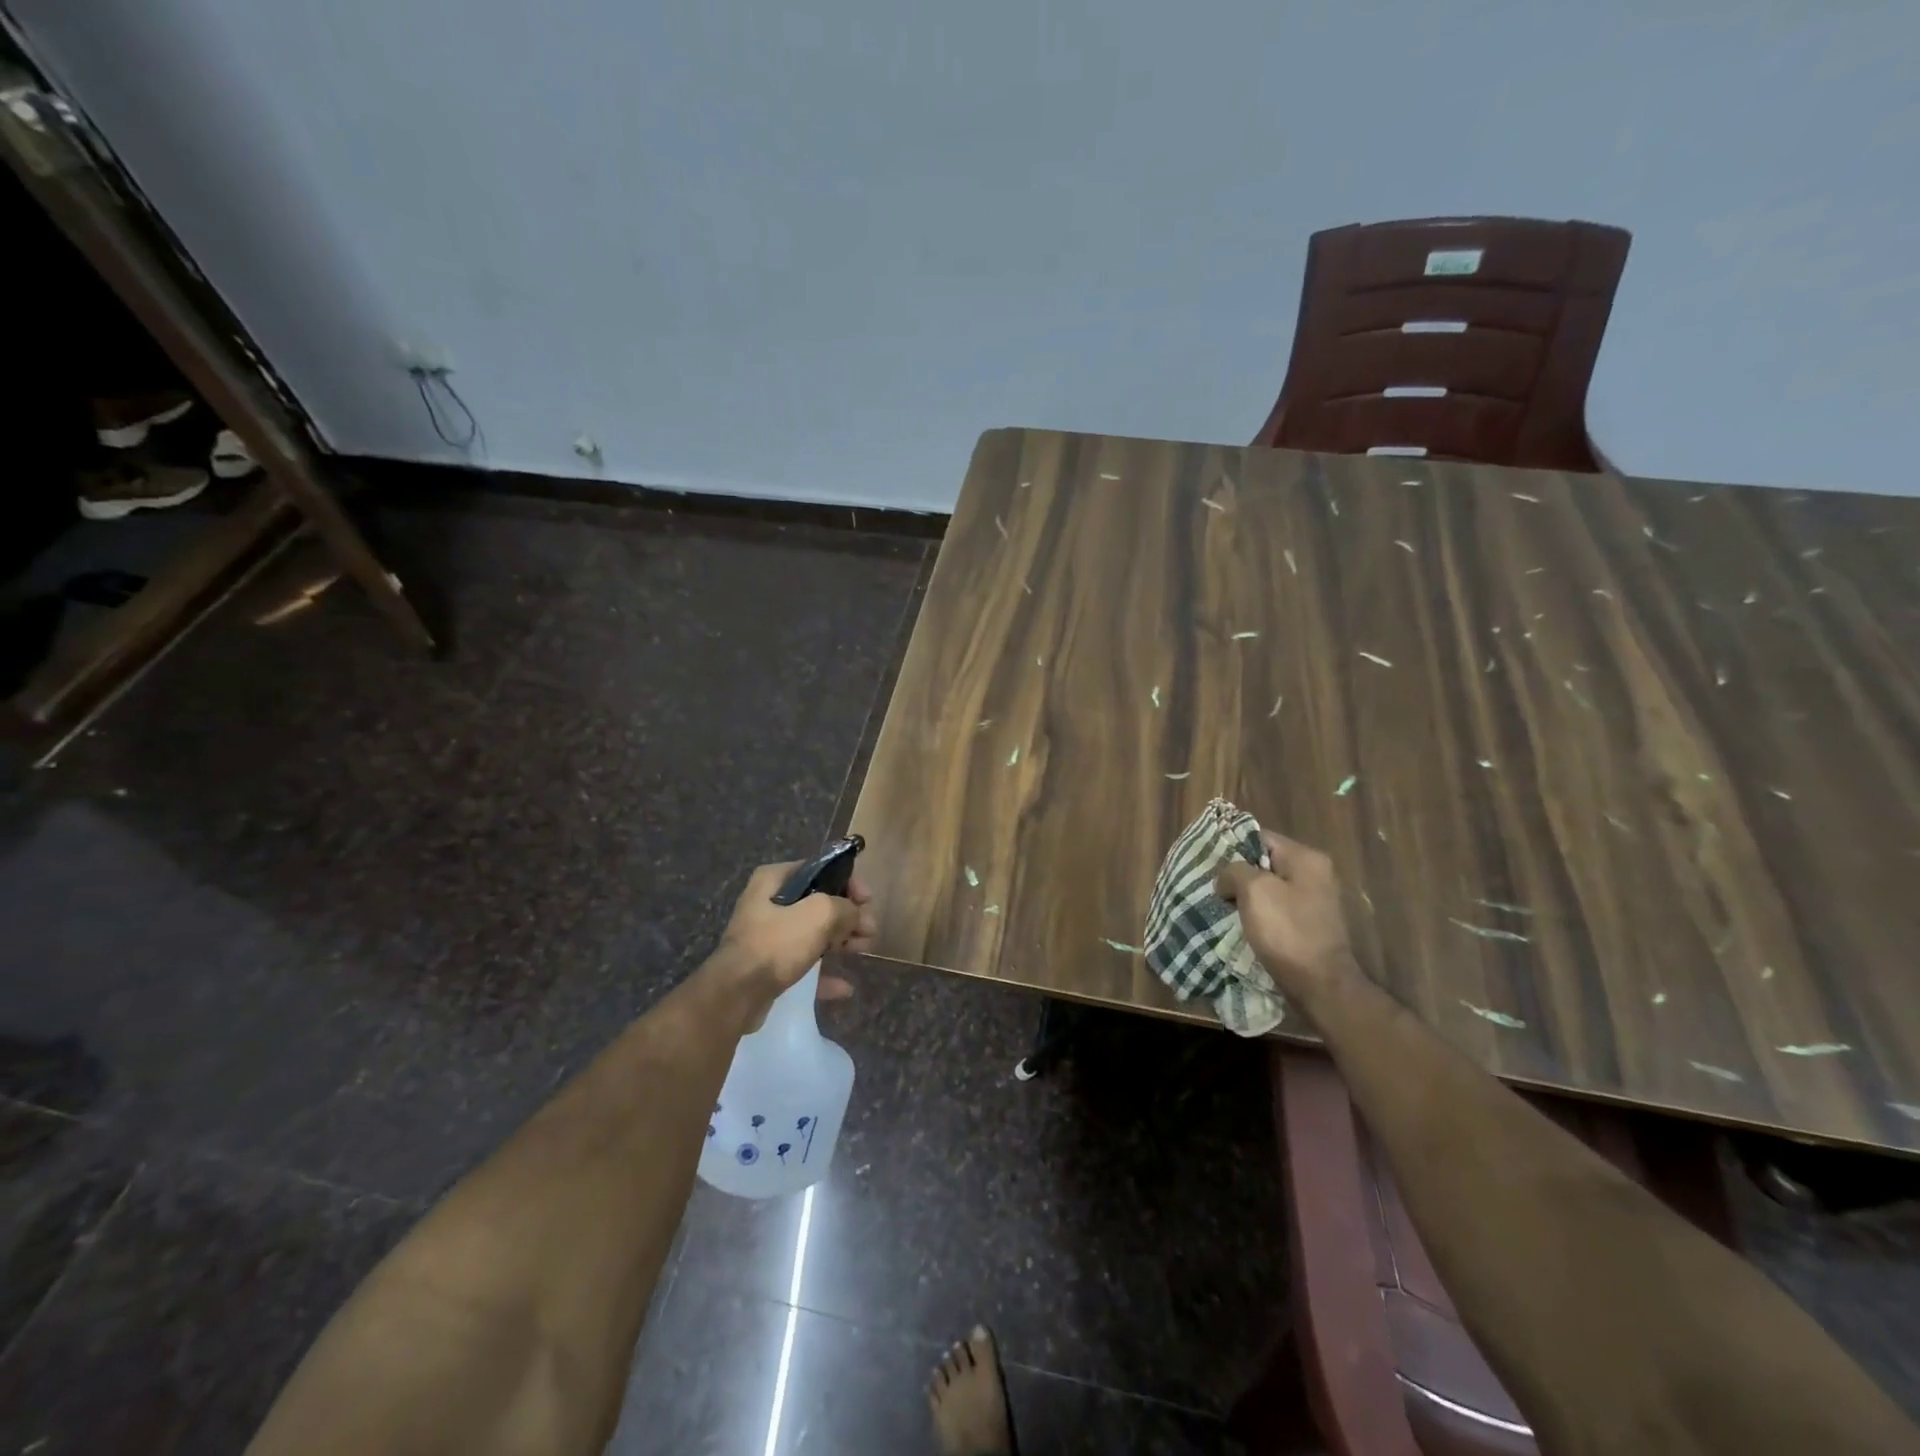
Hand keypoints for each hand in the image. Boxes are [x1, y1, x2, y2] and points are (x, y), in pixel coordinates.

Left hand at [711, 861, 877, 1014]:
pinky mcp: (769, 967)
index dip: (848, 882)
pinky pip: (804, 964)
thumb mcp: (819, 914)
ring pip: (814, 933)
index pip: (820, 869)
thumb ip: (845, 908)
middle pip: (819, 903)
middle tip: (870, 930)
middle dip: (848, 916)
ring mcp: (767, 936)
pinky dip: (825, 973)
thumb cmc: (777, 943)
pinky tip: (845, 987)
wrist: (737, 994)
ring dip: (842, 941)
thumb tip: (856, 915)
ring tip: (863, 951)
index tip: (867, 900)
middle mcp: (768, 903)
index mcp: (774, 880)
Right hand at [1215, 831, 1353, 995]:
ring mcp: (1314, 902)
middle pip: (1264, 863)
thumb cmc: (1287, 931)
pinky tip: (1239, 924)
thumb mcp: (1254, 890)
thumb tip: (1227, 879)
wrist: (1320, 985)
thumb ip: (1234, 871)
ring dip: (1245, 897)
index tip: (1209, 864)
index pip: (1260, 838)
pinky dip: (1257, 914)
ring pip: (1268, 889)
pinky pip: (1276, 910)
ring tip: (1220, 906)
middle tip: (1212, 886)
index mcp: (1306, 858)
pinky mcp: (1309, 926)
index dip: (1232, 847)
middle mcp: (1315, 874)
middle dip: (1237, 875)